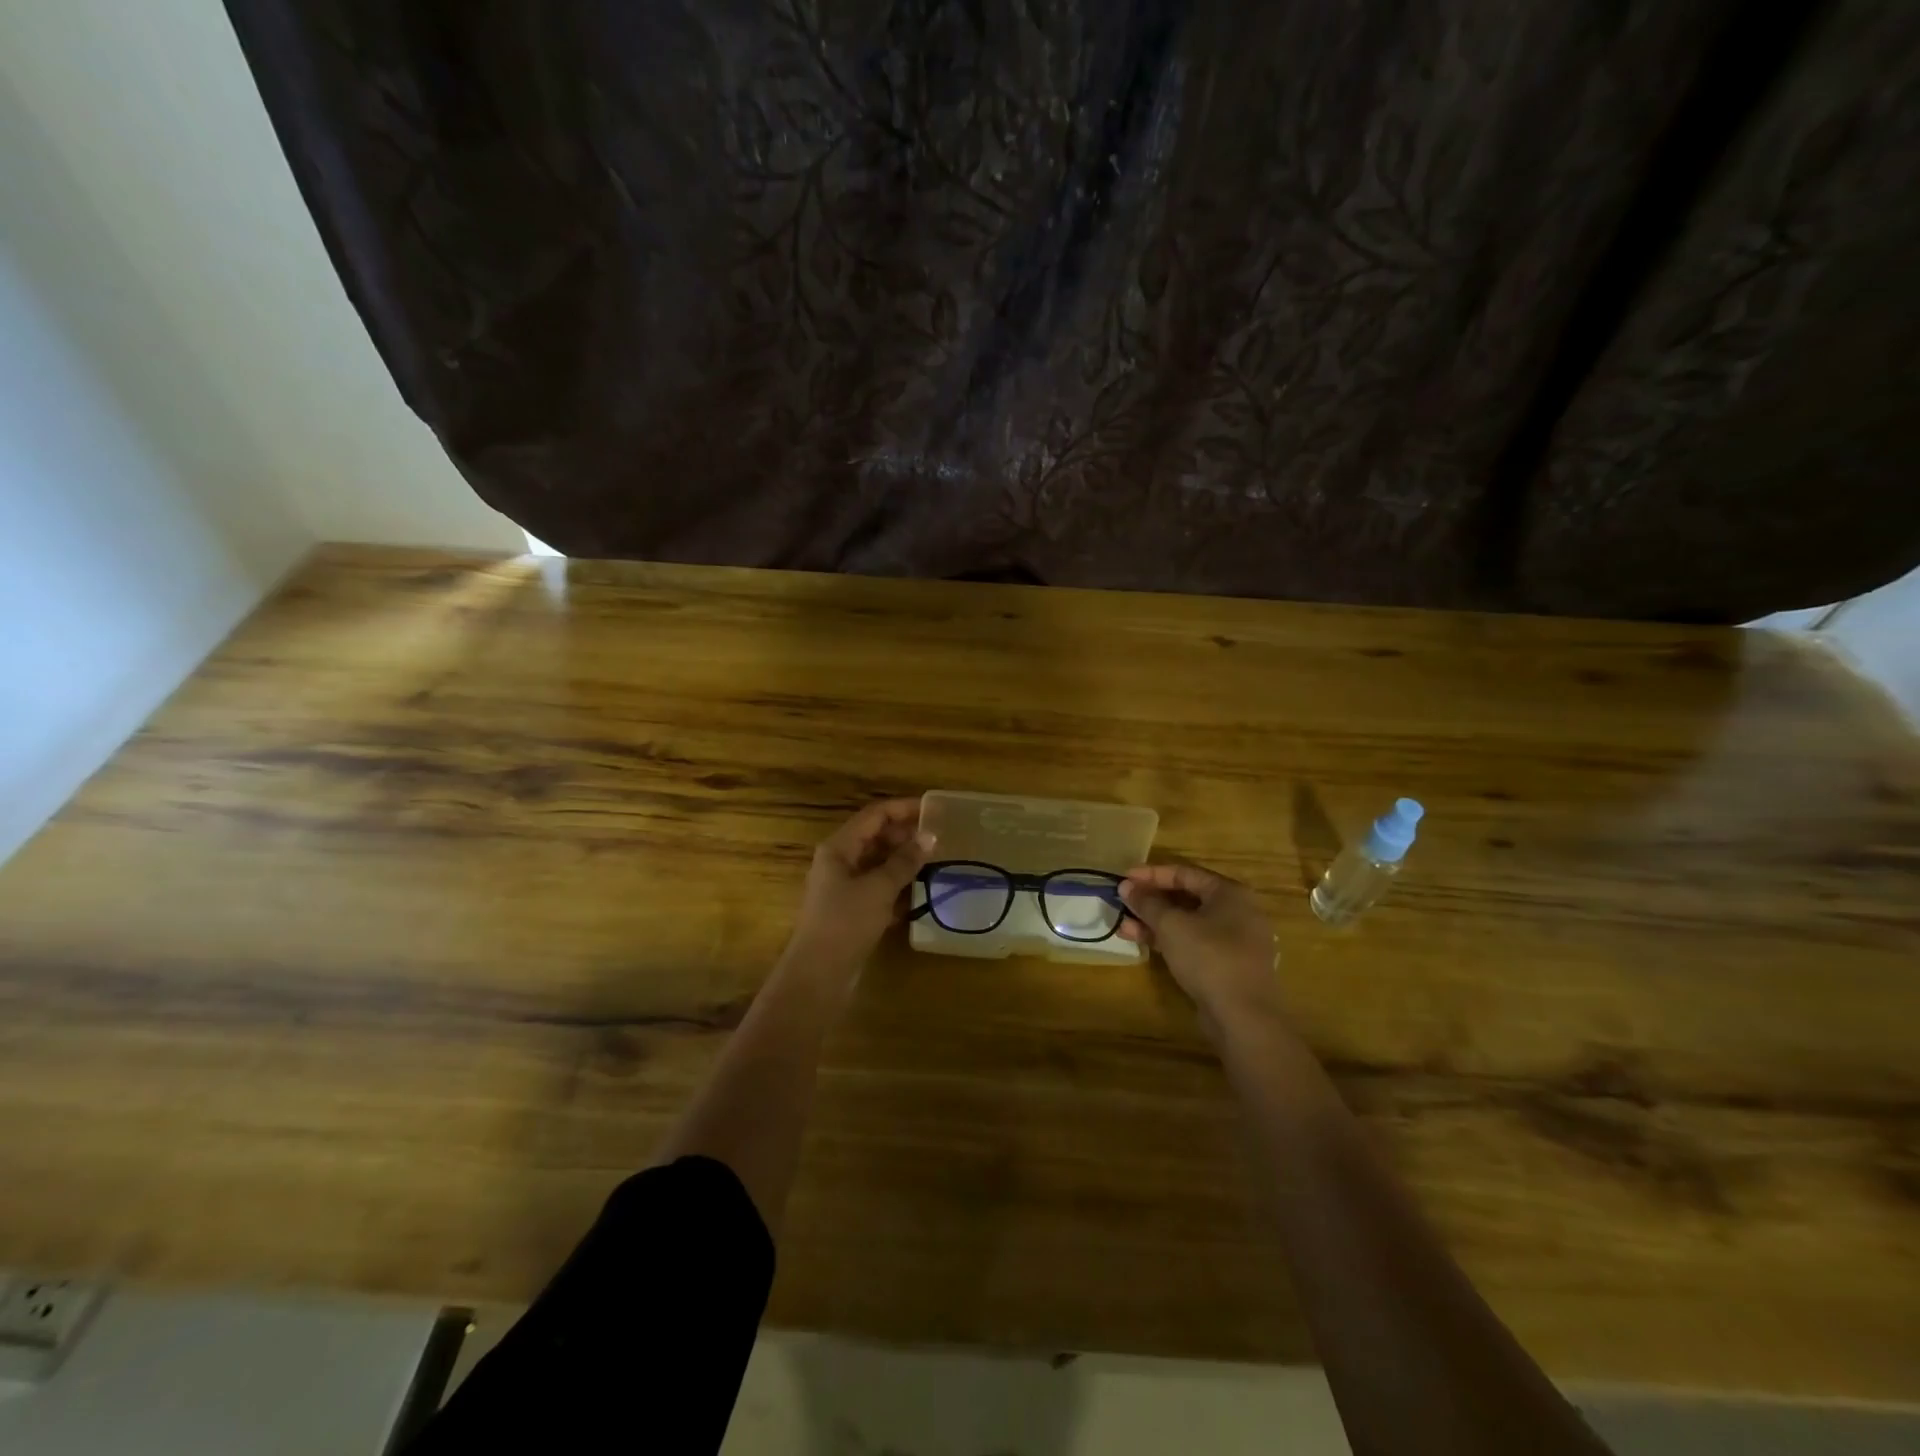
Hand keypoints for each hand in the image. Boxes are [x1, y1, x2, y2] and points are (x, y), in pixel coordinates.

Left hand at [789, 798, 932, 967]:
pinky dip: (898, 885)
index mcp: (839, 847)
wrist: (819, 975)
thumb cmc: (845, 923)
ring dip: (904, 860)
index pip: (874, 815)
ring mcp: (844, 886)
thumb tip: (931, 836)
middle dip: (906, 835)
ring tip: (936, 861)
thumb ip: (905, 861)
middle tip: (939, 838)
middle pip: (876, 837)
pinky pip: (879, 886)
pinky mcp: (852, 909)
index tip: (934, 810)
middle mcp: (839, 861)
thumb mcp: (878, 888)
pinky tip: (922, 891)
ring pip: (878, 863)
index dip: (904, 809)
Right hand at [1120, 863, 1283, 1033]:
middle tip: (1123, 902)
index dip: (1151, 874)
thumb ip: (1147, 903)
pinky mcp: (1227, 965)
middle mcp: (1237, 911)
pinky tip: (1143, 943)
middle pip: (1187, 897)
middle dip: (1151, 900)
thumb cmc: (1209, 957)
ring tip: (1124, 926)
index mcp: (1230, 893)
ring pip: (1188, 922)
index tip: (1124, 878)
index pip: (1185, 873)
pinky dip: (1170, 940)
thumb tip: (1127, 886)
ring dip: (1155, 922)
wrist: (1244, 1016)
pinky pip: (1194, 942)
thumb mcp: (1171, 925)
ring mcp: (1234, 940)